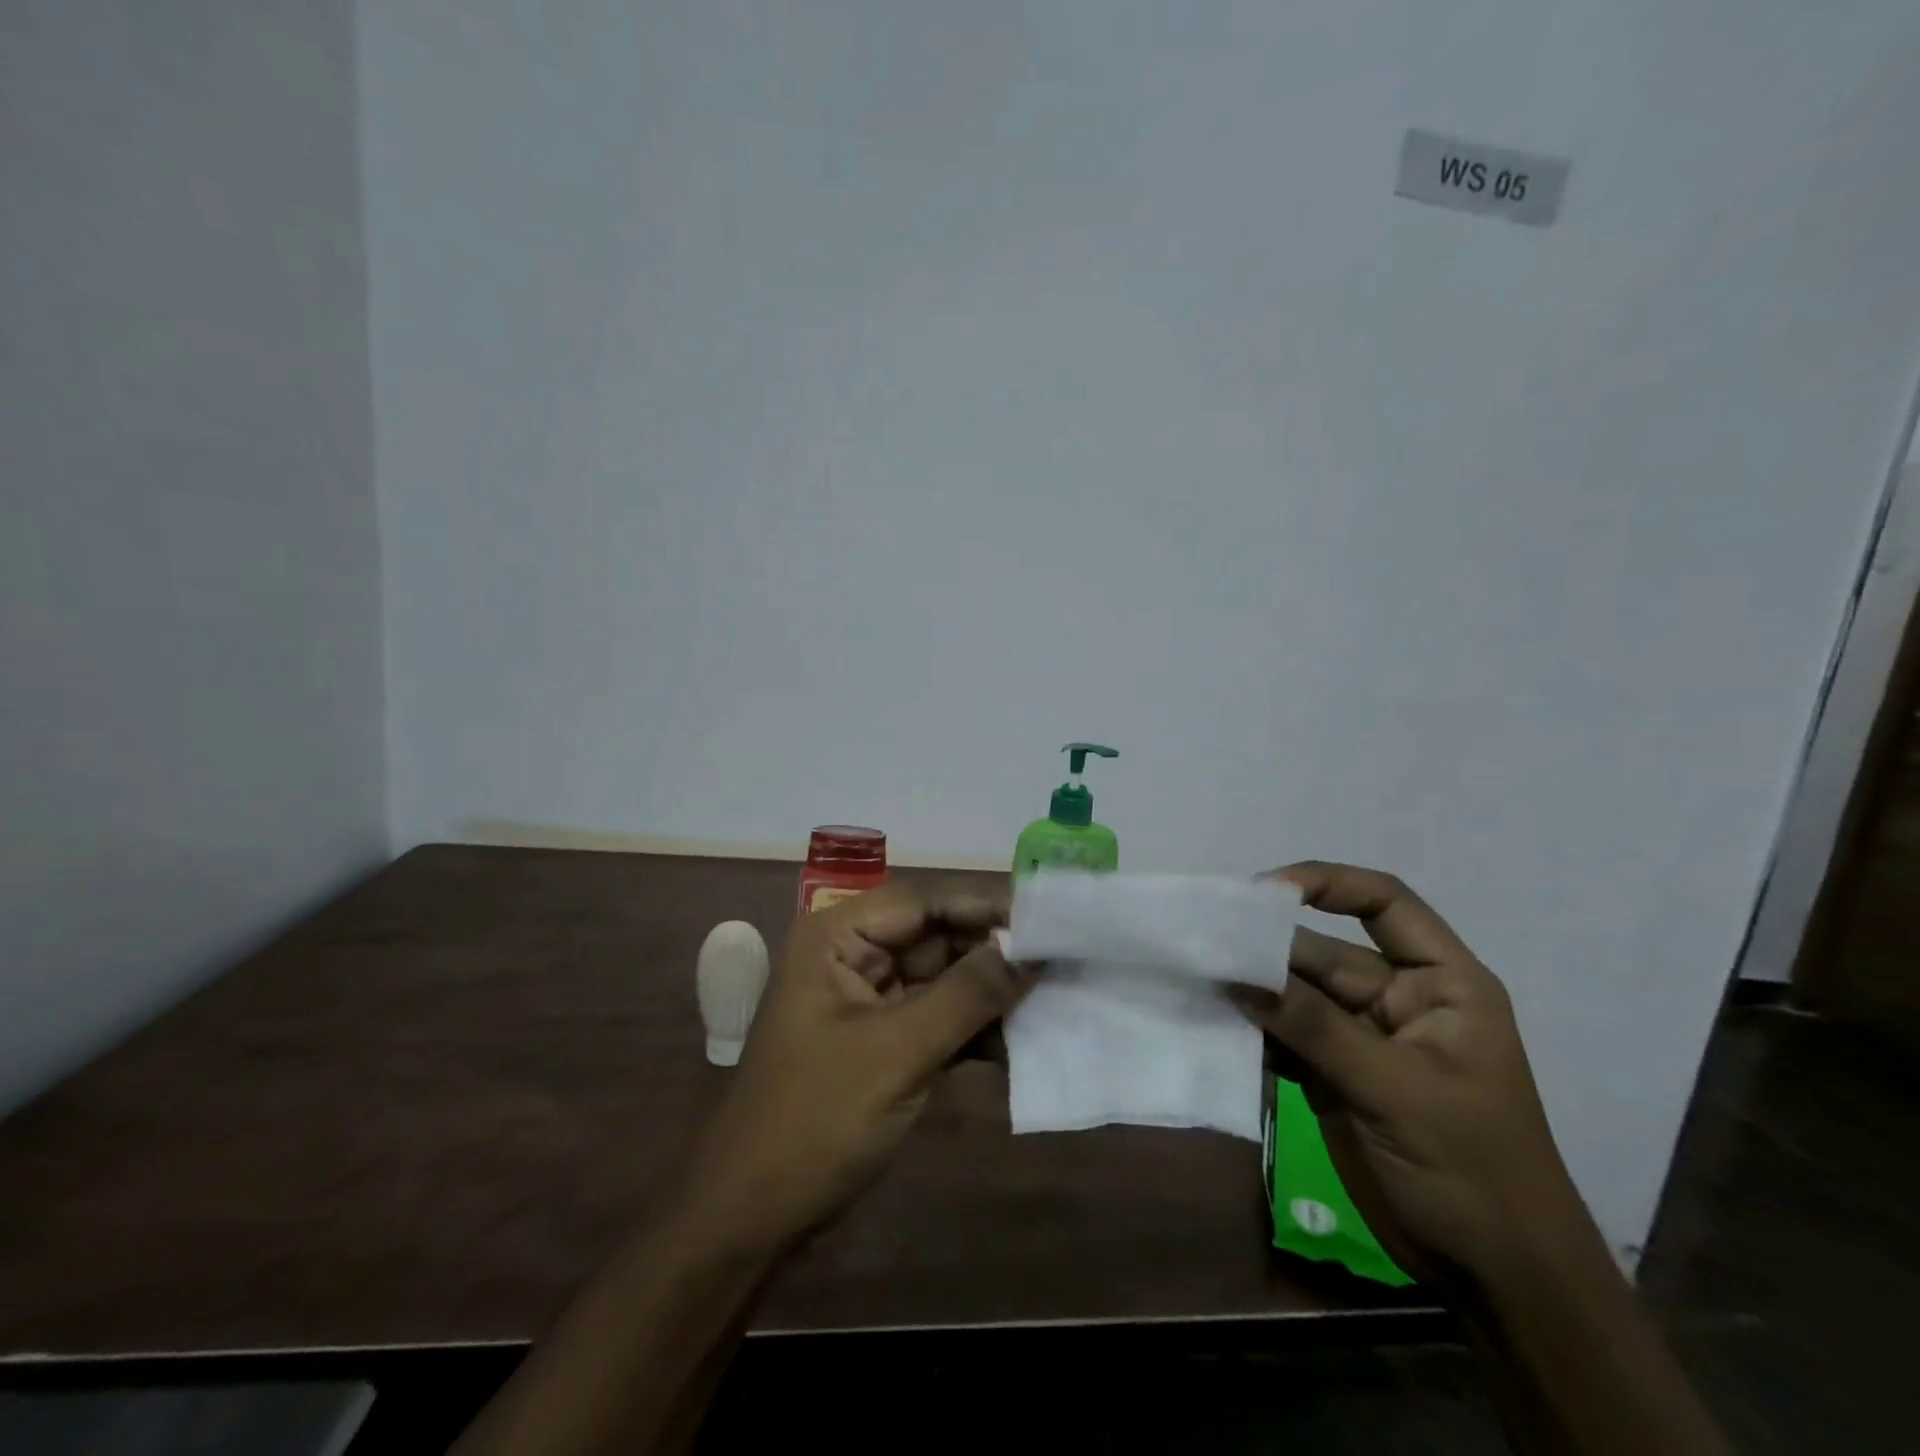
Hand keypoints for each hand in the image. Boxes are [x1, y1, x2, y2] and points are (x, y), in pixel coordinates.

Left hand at [674, 882, 1026, 1251]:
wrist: (751, 1218)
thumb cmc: (814, 1121)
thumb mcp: (896, 1053)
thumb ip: (966, 995)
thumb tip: (1030, 951)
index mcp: (837, 937)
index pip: (923, 902)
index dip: (985, 905)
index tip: (1048, 916)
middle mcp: (854, 956)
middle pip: (937, 938)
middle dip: (995, 954)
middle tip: (1063, 960)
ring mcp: (869, 1001)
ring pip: (944, 980)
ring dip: (992, 995)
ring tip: (1057, 998)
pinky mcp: (884, 1042)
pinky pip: (940, 1020)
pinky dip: (976, 1032)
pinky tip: (1024, 1044)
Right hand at [1233, 862, 1584, 1284]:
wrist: (1494, 1278)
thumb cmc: (1473, 1171)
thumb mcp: (1398, 1091)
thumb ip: (1317, 1029)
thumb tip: (1240, 978)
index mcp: (1440, 984)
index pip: (1385, 904)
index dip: (1328, 883)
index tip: (1265, 890)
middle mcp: (1397, 998)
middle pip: (1322, 953)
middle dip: (1268, 951)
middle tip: (1205, 949)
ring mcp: (1360, 1038)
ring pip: (1294, 995)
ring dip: (1252, 991)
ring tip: (1198, 981)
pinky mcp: (1332, 1075)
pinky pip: (1284, 1036)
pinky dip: (1253, 1033)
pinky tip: (1215, 1027)